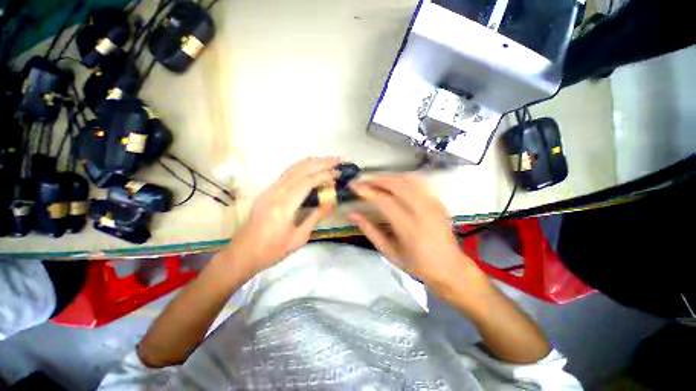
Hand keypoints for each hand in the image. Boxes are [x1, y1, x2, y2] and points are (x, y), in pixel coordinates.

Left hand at [229, 157, 339, 276]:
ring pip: (293, 168)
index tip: (338, 173)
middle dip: (321, 162)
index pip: (307, 182)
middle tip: (338, 160)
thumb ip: (315, 217)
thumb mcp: (298, 238)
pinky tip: (312, 168)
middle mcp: (275, 193)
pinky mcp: (267, 191)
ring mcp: (269, 190)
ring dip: (312, 162)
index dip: (324, 175)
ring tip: (328, 161)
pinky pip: (288, 174)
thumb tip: (330, 202)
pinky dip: (303, 167)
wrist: (242, 253)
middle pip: (300, 169)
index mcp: (283, 206)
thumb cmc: (272, 251)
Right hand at [349, 175, 483, 292]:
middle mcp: (422, 211)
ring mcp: (433, 204)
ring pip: (408, 180)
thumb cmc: (417, 265)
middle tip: (363, 181)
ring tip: (376, 181)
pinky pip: (419, 182)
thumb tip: (352, 214)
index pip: (384, 201)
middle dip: (376, 180)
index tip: (354, 186)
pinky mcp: (437, 201)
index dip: (367, 191)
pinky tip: (394, 182)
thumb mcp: (389, 252)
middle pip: (397, 185)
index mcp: (409, 228)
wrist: (450, 268)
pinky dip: (403, 178)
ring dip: (389, 177)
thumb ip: (370, 231)